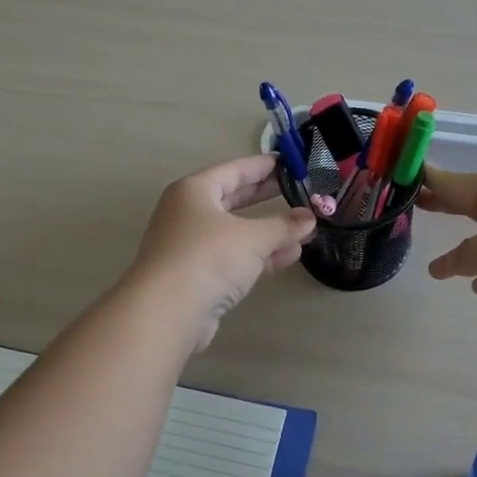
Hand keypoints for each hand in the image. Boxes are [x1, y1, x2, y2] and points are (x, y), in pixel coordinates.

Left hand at [128, 155, 316, 348]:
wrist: (166, 312)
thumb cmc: (208, 258)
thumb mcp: (253, 237)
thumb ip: (284, 226)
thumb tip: (309, 218)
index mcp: (194, 191)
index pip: (234, 170)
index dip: (263, 166)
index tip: (290, 163)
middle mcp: (188, 213)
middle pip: (233, 199)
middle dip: (266, 197)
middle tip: (297, 190)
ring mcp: (190, 246)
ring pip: (235, 231)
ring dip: (268, 231)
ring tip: (303, 229)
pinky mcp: (196, 276)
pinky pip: (233, 257)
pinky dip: (259, 255)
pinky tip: (289, 256)